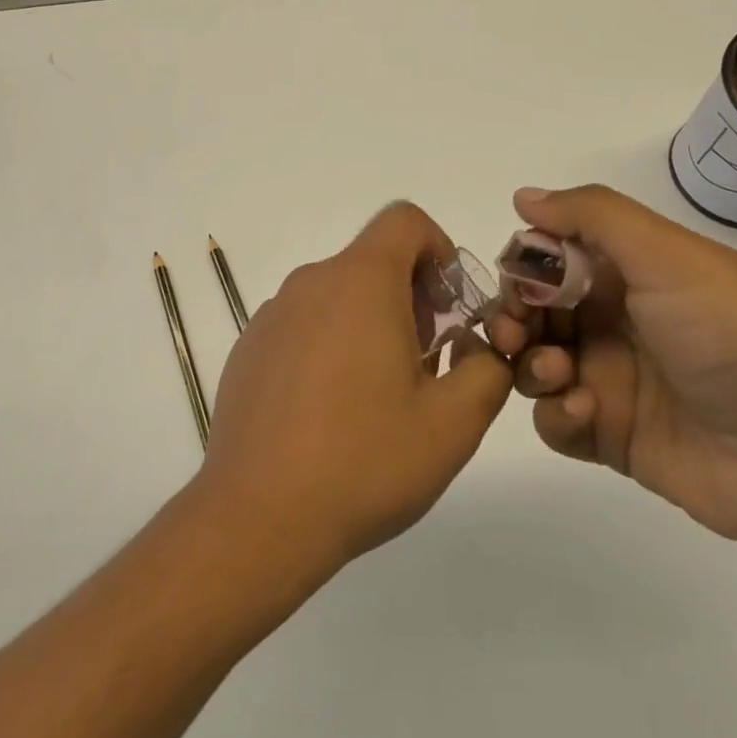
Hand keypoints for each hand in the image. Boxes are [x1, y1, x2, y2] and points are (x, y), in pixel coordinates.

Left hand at [193, 203, 513, 582]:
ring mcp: (271, 317)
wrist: (258, 516)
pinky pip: (303, 327)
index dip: (438, 249)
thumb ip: (488, 369)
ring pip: (337, 296)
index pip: (404, 221)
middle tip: (426, 364)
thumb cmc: (365, 461)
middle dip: (411, 298)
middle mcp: (310, 284)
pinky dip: (330, 346)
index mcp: (359, 282)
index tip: (449, 308)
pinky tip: (331, 414)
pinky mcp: (248, 350)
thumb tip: (480, 347)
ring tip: (381, 397)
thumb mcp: (454, 422)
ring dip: (371, 325)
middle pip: (372, 262)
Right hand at [487, 185, 736, 547]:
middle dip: (513, 318)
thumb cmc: (732, 335)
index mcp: (627, 273)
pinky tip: (584, 412)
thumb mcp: (667, 255)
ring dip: (529, 365)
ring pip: (533, 365)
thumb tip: (523, 196)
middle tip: (513, 335)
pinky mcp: (610, 434)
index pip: (550, 258)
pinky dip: (555, 414)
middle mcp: (612, 321)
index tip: (517, 282)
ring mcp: (610, 380)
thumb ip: (592, 216)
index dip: (524, 266)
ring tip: (556, 373)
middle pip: (532, 312)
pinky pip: (554, 420)